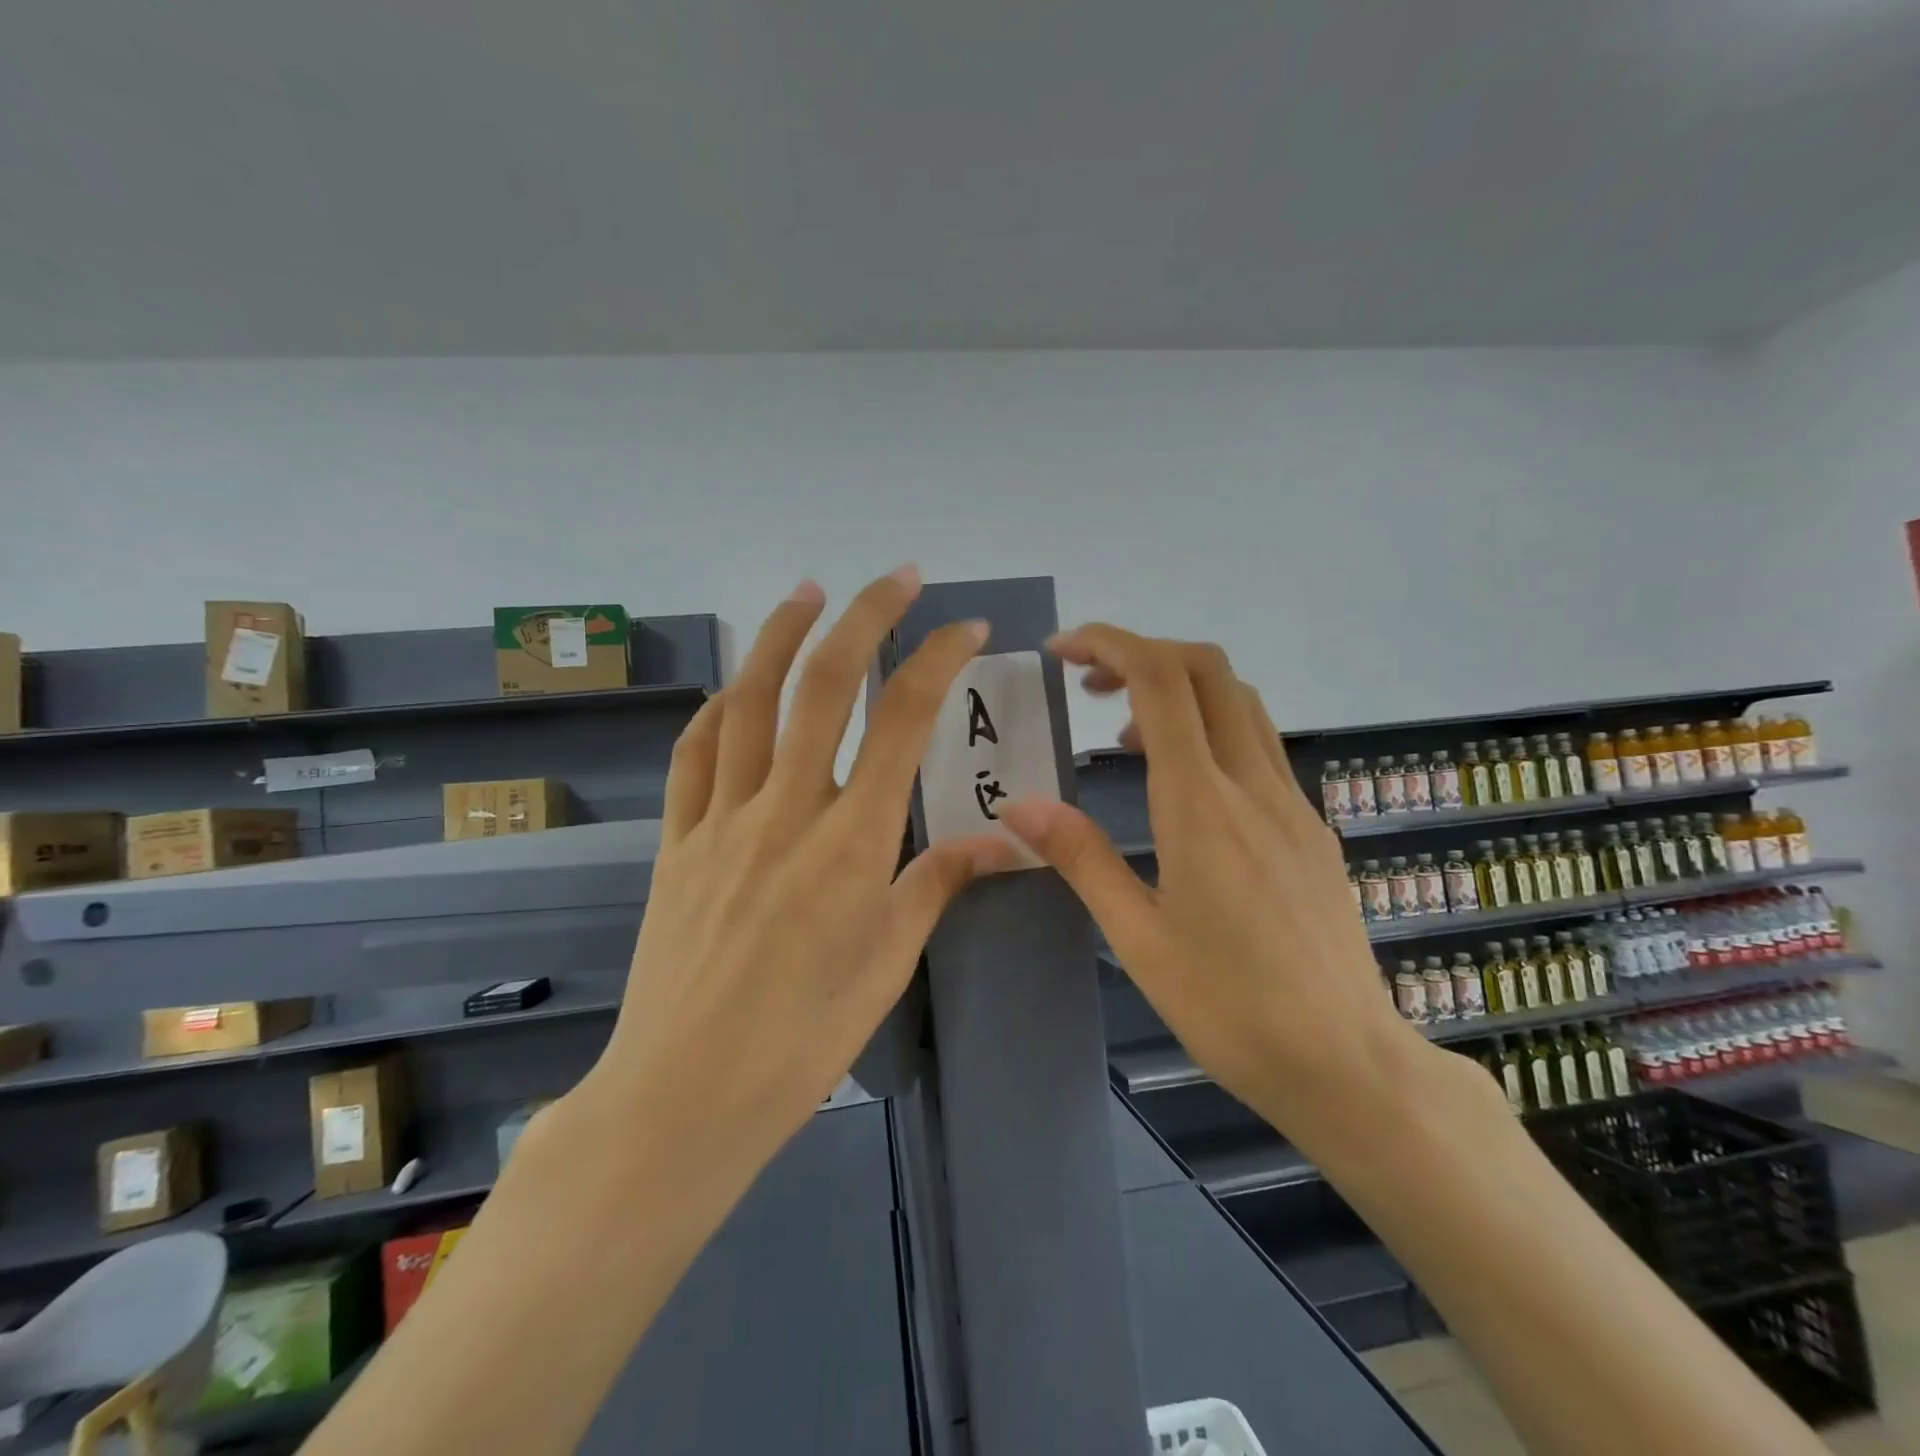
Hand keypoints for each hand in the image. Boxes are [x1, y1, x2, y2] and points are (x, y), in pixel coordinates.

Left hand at [574, 567, 1014, 1175]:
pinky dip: (719, 707)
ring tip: (808, 592)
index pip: (904, 722)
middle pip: (824, 685)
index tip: (966, 628)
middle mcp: (786, 810)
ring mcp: (721, 819)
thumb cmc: (804, 1039)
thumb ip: (938, 882)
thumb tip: (1002, 841)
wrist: (685, 1093)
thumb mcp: (888, 963)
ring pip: (749, 701)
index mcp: (851, 842)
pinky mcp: (676, 839)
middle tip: (896, 577)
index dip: (938, 661)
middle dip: (865, 617)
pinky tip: (738, 688)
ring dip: (780, 636)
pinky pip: (695, 753)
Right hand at [999, 625, 1426, 1141]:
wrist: (1347, 1063)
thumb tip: (1018, 806)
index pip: (1161, 681)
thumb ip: (1080, 857)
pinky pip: (1258, 745)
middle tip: (1086, 685)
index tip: (1060, 652)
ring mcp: (1292, 802)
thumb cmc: (1229, 1008)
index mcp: (1202, 805)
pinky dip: (1209, 729)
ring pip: (1239, 701)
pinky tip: (1181, 787)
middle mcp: (1254, 785)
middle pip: (1207, 669)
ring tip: (1121, 736)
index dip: (1108, 644)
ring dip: (1177, 690)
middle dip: (1141, 653)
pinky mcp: (1311, 826)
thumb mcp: (1138, 937)